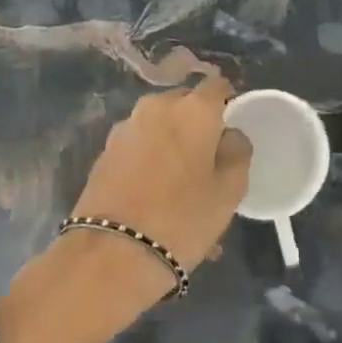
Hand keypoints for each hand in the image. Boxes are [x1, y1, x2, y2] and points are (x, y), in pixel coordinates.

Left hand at [0, 77, 249, 342]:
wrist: (110, 256)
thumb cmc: (181, 219)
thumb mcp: (229, 190)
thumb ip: (237, 152)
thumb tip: (229, 134)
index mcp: (193, 108)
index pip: (218, 86)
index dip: (228, 103)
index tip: (233, 129)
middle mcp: (157, 106)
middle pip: (185, 104)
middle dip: (198, 124)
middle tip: (208, 160)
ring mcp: (125, 127)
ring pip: (160, 126)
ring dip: (172, 143)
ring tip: (181, 184)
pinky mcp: (104, 151)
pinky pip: (139, 145)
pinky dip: (150, 159)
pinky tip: (155, 193)